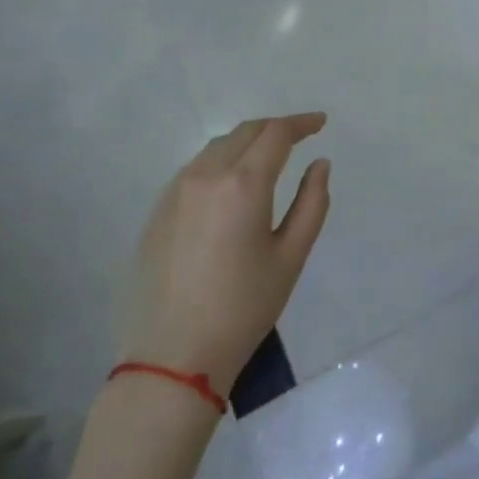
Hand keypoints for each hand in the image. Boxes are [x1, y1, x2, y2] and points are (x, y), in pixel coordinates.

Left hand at [123, 114, 330, 392]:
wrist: (173, 356)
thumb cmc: (244, 307)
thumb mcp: (291, 256)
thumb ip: (312, 202)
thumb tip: (319, 164)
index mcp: (243, 184)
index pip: (276, 134)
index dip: (302, 123)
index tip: (321, 123)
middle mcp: (205, 175)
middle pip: (245, 132)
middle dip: (275, 128)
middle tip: (300, 136)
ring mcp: (175, 191)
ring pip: (217, 147)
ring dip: (247, 142)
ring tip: (269, 157)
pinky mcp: (157, 211)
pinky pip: (195, 169)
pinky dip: (222, 161)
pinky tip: (233, 184)